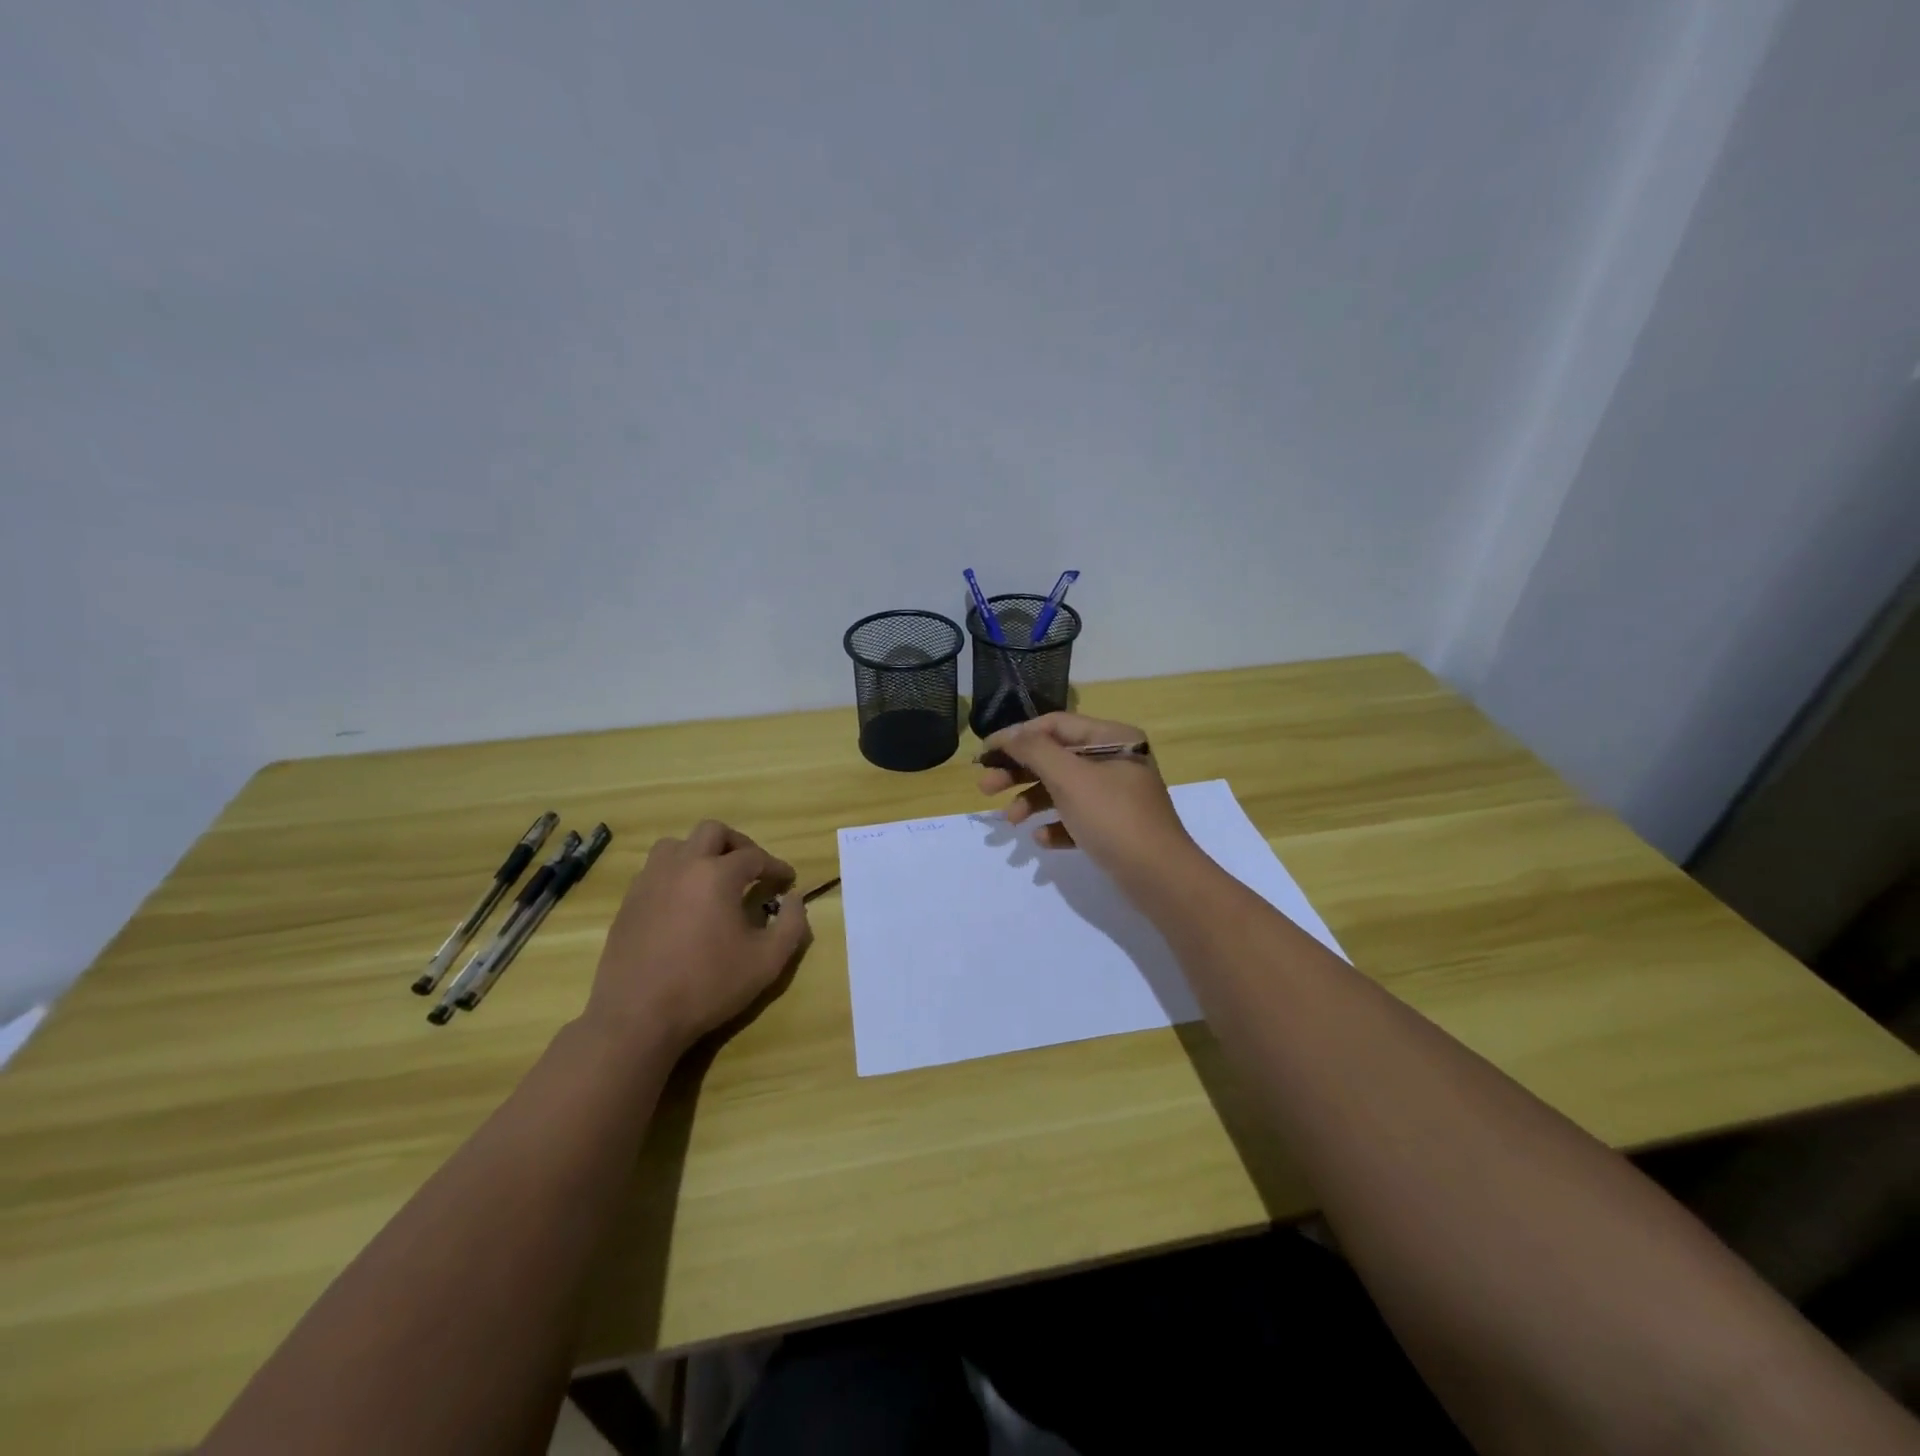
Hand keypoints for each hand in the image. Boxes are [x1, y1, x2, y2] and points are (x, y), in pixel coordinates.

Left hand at [585, 821, 810, 1054]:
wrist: (637, 1017)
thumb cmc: (708, 986)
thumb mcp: (767, 962)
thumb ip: (792, 925)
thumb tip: (795, 899)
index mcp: (717, 875)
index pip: (755, 856)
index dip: (776, 866)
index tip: (788, 881)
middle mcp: (682, 866)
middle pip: (713, 832)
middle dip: (739, 844)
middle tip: (752, 869)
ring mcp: (650, 881)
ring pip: (677, 844)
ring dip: (701, 852)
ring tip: (715, 878)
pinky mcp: (629, 901)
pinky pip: (656, 870)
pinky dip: (676, 873)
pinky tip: (685, 902)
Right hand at [976, 712, 1196, 883]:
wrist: (1160, 877)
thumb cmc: (1114, 818)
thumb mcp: (1070, 778)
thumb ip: (1035, 751)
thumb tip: (1009, 735)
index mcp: (1112, 738)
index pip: (1055, 725)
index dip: (1017, 736)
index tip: (984, 754)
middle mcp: (1115, 761)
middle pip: (1055, 757)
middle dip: (1019, 771)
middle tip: (985, 788)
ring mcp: (1116, 795)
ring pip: (1063, 789)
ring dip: (1032, 801)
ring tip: (1011, 821)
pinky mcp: (1114, 827)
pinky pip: (1076, 818)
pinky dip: (1056, 825)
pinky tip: (1042, 839)